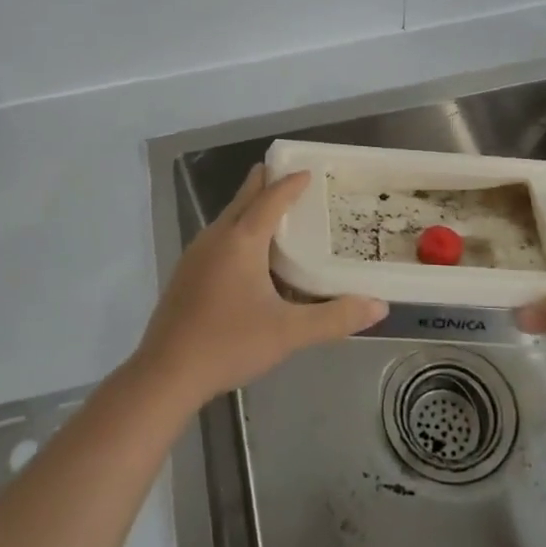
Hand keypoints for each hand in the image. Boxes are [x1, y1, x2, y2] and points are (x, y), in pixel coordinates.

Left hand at [134, 165, 387, 410]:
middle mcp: (216, 237)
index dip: (291, 183)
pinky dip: (238, 230)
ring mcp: (196, 254)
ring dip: (251, 207)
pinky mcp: (186, 273)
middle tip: (293, 177)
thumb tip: (379, 307)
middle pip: (244, 197)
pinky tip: (249, 256)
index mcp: (241, 240)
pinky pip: (218, 237)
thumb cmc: (229, 344)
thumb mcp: (289, 333)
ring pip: (229, 217)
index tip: (310, 172)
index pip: (271, 198)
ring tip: (277, 214)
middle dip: (267, 182)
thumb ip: (335, 318)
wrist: (166, 374)